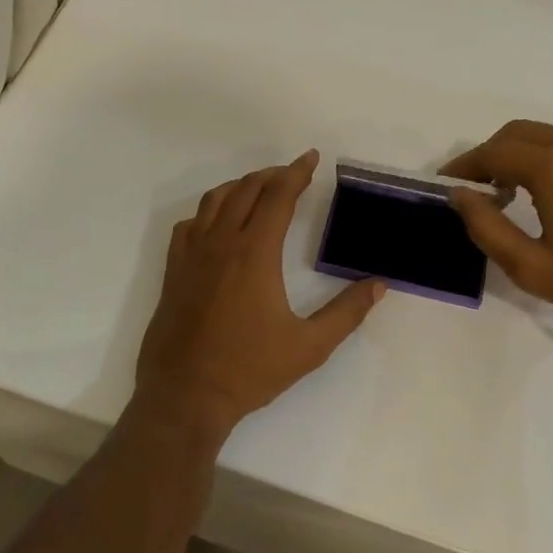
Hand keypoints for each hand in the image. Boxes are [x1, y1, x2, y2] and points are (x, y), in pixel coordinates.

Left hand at [135, 151, 384, 436]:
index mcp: (255, 254)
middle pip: (246, 190)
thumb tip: (379, 284)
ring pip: (214, 201)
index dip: (296, 173)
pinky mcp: (174, 271)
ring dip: (240, 186)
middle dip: (272, 175)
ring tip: (259, 188)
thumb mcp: (309, 347)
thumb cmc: (249, 371)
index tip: (311, 158)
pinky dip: (209, 211)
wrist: (185, 395)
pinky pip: (190, 224)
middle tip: (292, 173)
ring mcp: (191, 255)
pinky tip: (218, 222)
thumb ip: (346, 313)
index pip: (278, 197)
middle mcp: (220, 243)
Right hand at [443, 121, 552, 319]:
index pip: (493, 151)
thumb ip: (486, 227)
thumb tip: (460, 195)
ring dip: (524, 155)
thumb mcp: (530, 267)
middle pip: (520, 132)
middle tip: (478, 185)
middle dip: (491, 153)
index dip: (464, 165)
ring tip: (513, 191)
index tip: (447, 183)